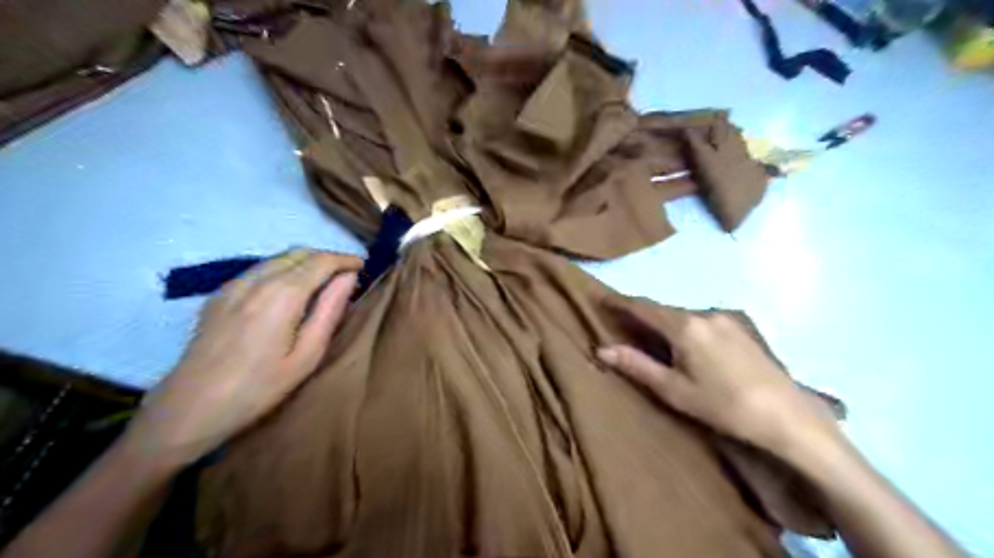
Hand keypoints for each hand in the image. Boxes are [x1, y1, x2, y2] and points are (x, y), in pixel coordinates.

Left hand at [121, 247, 363, 465]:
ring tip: (321, 281)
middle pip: (298, 253)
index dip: (345, 259)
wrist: (190, 407)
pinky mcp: (219, 295)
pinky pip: (259, 269)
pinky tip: (288, 291)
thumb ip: (330, 310)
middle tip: (346, 274)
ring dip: (304, 262)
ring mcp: (233, 285)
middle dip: (326, 257)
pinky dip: (283, 269)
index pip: (321, 261)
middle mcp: (257, 280)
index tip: (362, 266)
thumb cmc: (259, 387)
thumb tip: (348, 278)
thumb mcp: (307, 355)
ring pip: (278, 258)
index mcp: (283, 294)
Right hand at [597, 311, 836, 455]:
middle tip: (625, 323)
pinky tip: (690, 345)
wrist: (787, 415)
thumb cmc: (723, 406)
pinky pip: (703, 320)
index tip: (602, 298)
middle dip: (643, 314)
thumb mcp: (674, 390)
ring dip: (666, 322)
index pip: (643, 307)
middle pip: (664, 309)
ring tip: (656, 338)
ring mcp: (727, 317)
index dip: (620, 302)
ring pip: (684, 314)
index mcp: (684, 326)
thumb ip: (637, 365)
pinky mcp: (742, 325)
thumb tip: (602, 350)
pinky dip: (687, 327)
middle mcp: (705, 313)